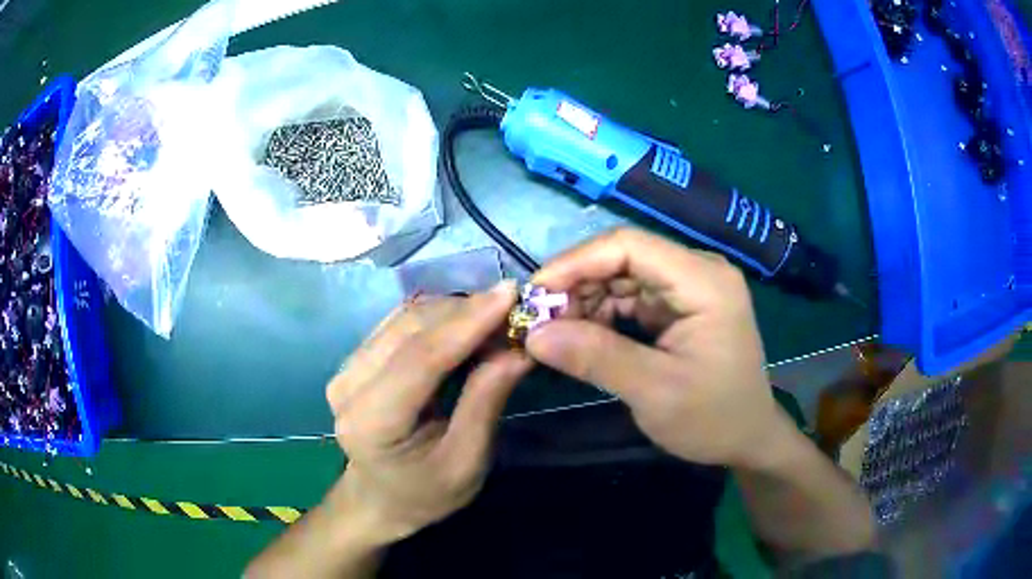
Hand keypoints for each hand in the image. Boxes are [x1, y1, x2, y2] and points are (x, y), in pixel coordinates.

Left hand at [327, 283, 530, 543]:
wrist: (380, 499)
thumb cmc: (426, 493)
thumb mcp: (467, 461)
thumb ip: (486, 401)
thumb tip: (519, 348)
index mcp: (371, 422)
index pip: (420, 358)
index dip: (467, 322)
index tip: (511, 293)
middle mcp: (348, 386)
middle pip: (410, 328)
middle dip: (467, 312)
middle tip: (516, 311)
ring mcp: (346, 368)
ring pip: (405, 317)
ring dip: (455, 311)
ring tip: (497, 318)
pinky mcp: (354, 359)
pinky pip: (399, 323)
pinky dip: (439, 318)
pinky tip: (467, 325)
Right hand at [526, 228, 793, 469]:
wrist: (748, 439)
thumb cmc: (713, 418)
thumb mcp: (654, 392)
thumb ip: (595, 358)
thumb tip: (532, 335)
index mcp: (704, 281)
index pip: (629, 246)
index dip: (576, 262)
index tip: (535, 294)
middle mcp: (698, 271)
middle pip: (623, 257)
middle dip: (577, 284)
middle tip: (539, 320)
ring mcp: (690, 287)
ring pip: (622, 276)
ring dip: (585, 300)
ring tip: (555, 332)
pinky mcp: (680, 306)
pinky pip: (631, 297)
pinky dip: (602, 313)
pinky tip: (581, 335)